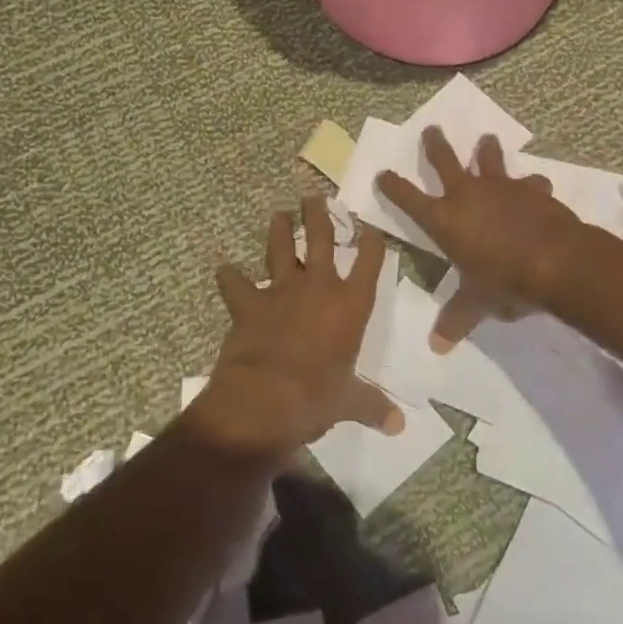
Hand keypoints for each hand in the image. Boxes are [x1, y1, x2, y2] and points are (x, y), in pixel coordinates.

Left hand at [190, 196, 403, 461]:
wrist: (265, 399)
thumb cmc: (317, 397)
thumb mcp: (349, 402)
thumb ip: (372, 405)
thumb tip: (399, 426)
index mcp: (350, 305)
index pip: (369, 262)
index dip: (372, 242)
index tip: (372, 227)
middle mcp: (318, 287)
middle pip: (321, 239)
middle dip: (319, 215)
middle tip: (314, 197)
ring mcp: (281, 291)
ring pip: (281, 249)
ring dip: (279, 230)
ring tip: (279, 213)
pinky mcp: (249, 303)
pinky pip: (237, 284)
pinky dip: (230, 277)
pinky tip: (223, 268)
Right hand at [377, 128, 582, 348]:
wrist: (555, 260)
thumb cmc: (504, 280)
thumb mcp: (476, 303)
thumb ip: (456, 319)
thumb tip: (437, 346)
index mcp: (445, 220)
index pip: (409, 199)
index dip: (393, 186)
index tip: (382, 173)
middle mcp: (468, 195)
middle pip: (444, 160)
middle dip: (435, 144)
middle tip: (431, 128)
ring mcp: (501, 187)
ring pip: (489, 158)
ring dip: (486, 149)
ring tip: (486, 139)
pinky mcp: (531, 189)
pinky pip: (529, 182)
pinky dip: (531, 184)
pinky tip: (536, 185)